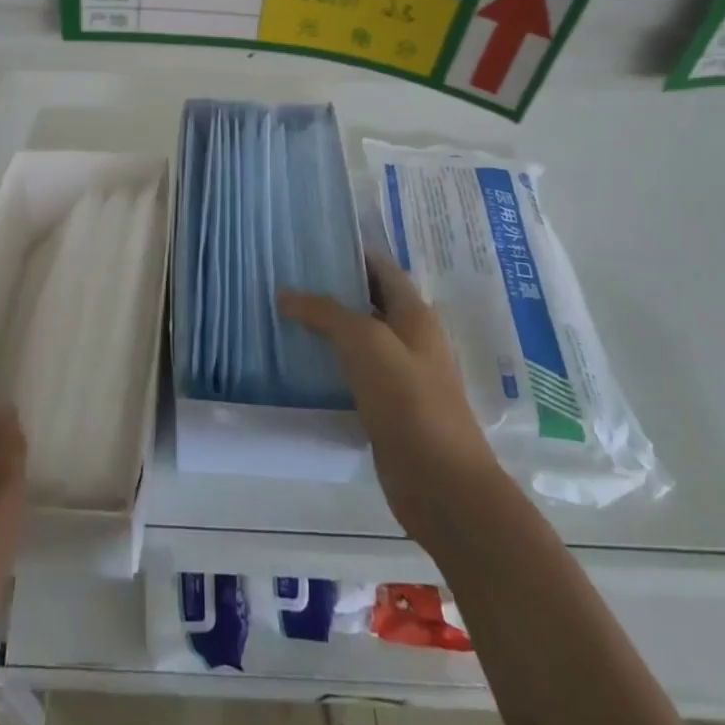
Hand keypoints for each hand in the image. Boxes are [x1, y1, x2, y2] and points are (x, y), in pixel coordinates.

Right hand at [281, 254, 499, 550]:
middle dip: (332, 287)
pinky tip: (298, 361)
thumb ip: (325, 312)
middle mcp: (409, 338)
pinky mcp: (386, 407)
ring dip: (327, 327)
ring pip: (358, 338)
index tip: (310, 241)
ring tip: (282, 312)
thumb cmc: (409, 400)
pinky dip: (329, 362)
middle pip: (368, 301)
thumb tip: (285, 293)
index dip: (351, 251)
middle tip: (286, 275)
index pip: (381, 268)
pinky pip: (353, 372)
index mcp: (414, 314)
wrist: (441, 484)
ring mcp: (399, 375)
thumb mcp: (365, 342)